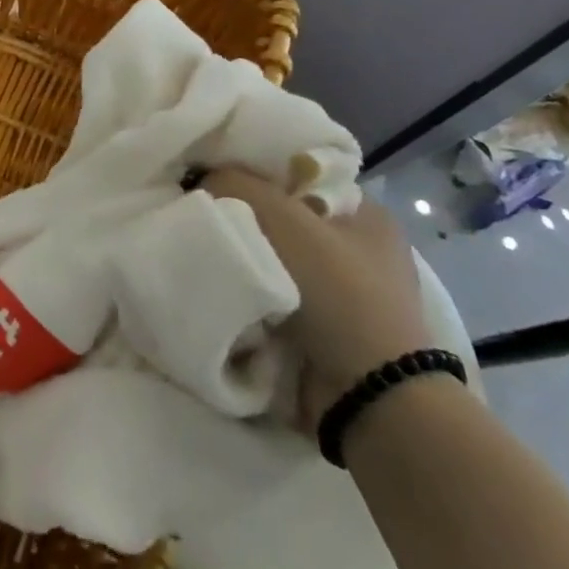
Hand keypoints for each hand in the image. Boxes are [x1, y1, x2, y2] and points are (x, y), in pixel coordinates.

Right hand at [204, 168, 432, 430]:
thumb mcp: (282, 216)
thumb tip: (201, 179)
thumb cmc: (336, 291)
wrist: (368, 399)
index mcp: (365, 212)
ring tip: (201, 251)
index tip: (210, 175)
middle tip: (199, 214)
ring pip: (273, 258)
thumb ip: (233, 182)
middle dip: (241, 217)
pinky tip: (219, 286)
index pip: (297, 171)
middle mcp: (359, 248)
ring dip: (242, 260)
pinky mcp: (324, 332)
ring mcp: (343, 295)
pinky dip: (249, 296)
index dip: (253, 168)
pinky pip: (273, 297)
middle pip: (280, 216)